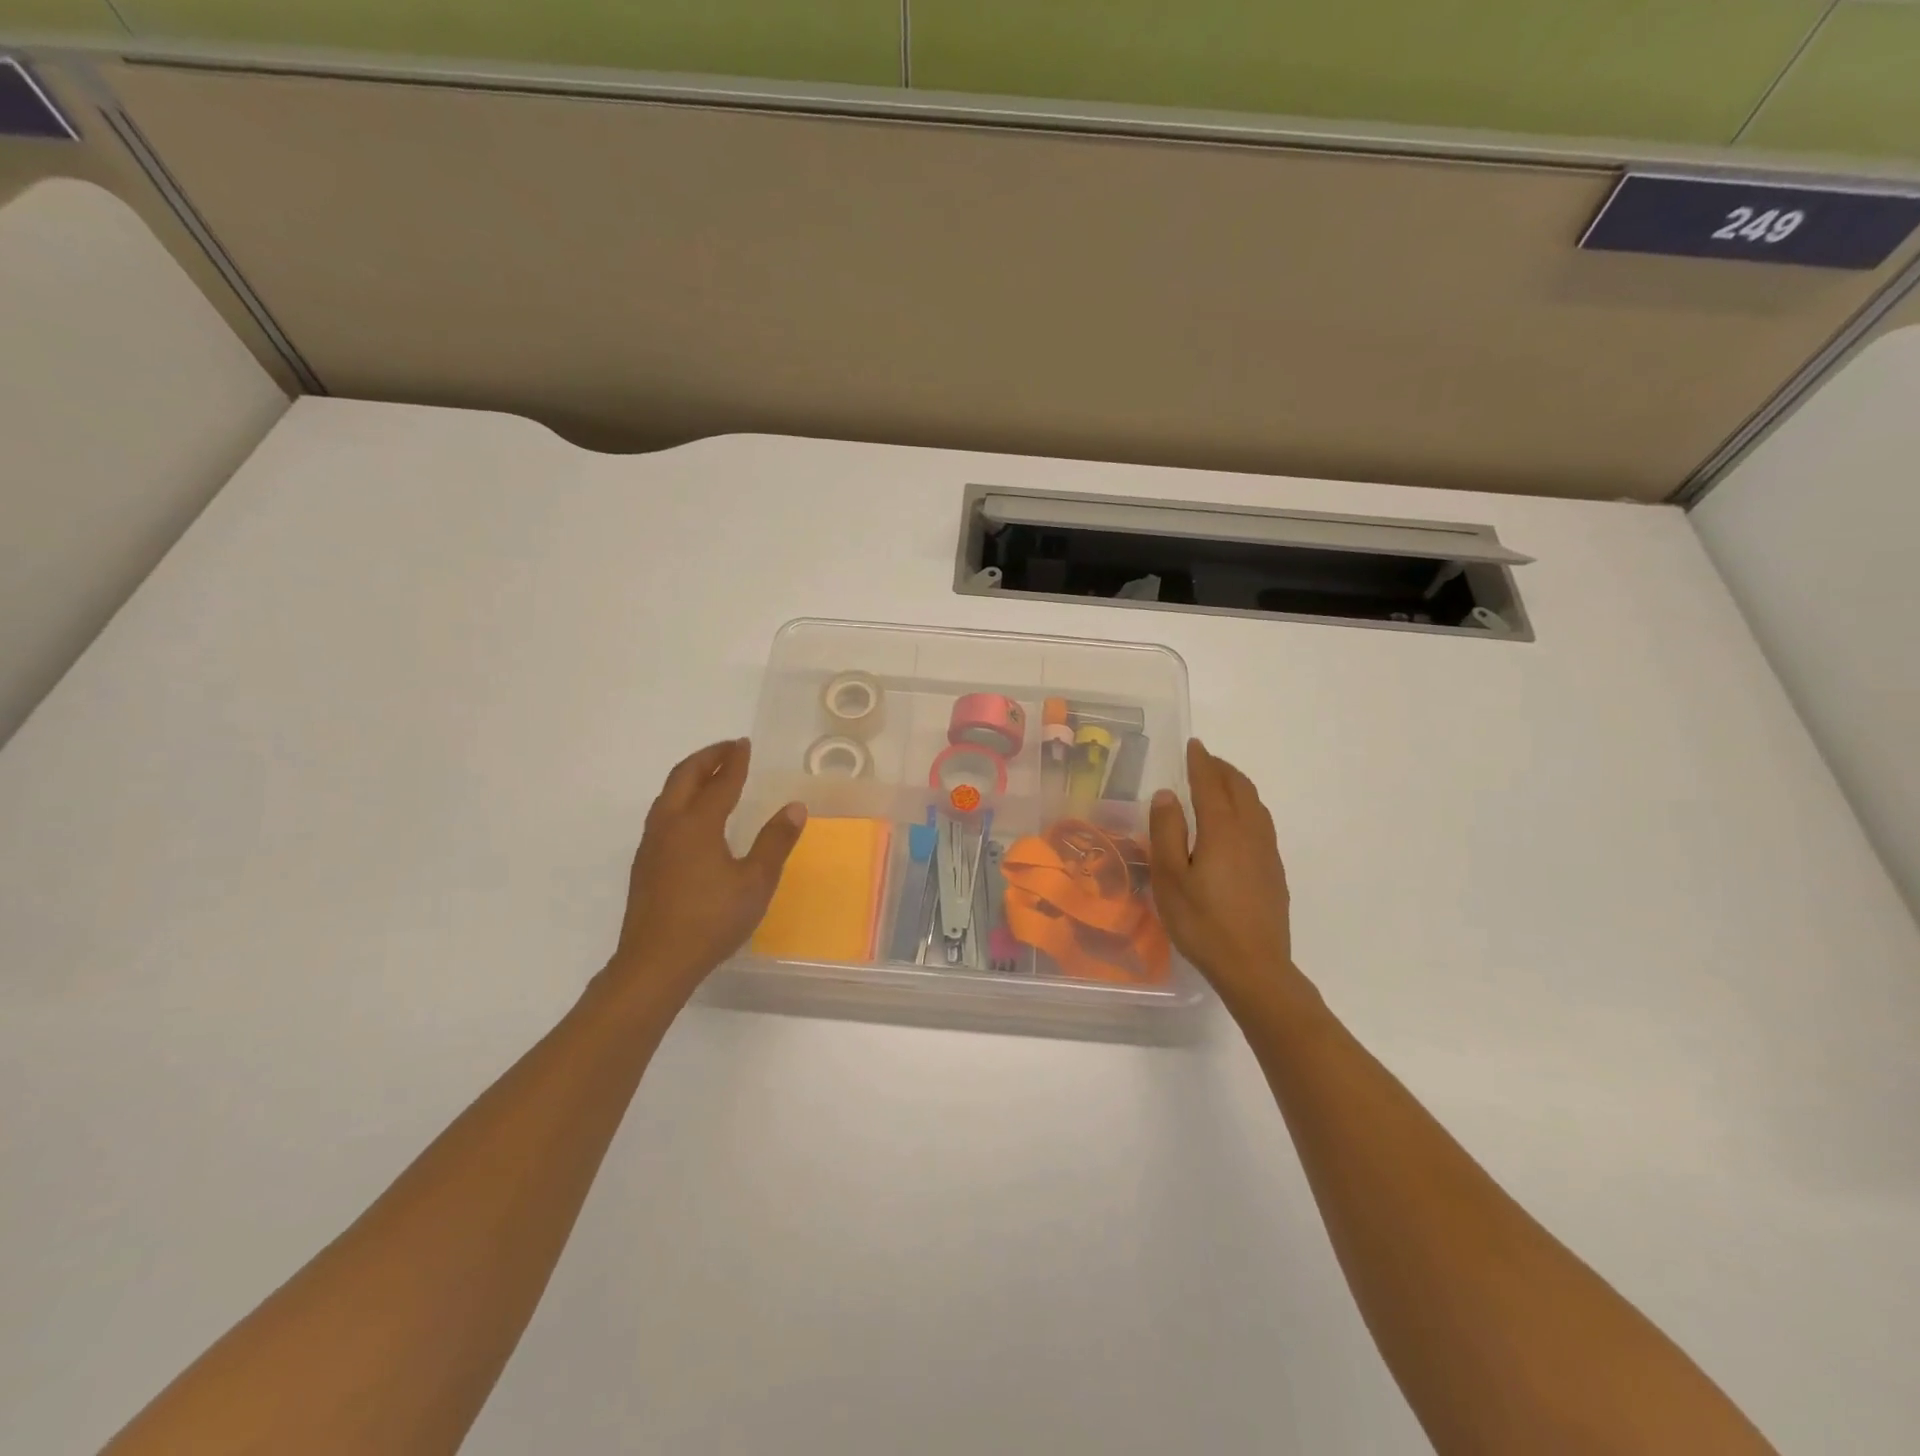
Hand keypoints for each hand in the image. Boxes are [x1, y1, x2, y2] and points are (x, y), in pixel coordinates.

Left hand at [607, 739, 806, 996]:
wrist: (655, 963)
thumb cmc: (711, 920)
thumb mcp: (756, 882)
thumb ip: (775, 842)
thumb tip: (795, 807)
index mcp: (697, 824)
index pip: (720, 782)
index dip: (735, 761)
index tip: (744, 744)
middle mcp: (669, 825)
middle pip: (684, 777)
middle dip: (707, 758)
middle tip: (728, 748)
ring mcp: (651, 845)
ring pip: (668, 795)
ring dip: (691, 776)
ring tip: (711, 774)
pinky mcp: (644, 864)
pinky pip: (663, 814)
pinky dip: (681, 798)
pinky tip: (692, 816)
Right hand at [1150, 739, 1302, 1005]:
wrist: (1254, 967)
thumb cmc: (1202, 922)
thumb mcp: (1170, 877)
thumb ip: (1167, 831)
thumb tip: (1167, 794)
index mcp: (1222, 829)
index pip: (1211, 784)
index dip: (1201, 762)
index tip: (1194, 745)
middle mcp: (1249, 832)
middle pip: (1240, 789)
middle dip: (1222, 769)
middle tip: (1205, 760)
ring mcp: (1266, 853)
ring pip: (1256, 805)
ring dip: (1238, 786)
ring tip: (1221, 783)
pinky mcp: (1274, 872)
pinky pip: (1262, 823)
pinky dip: (1248, 807)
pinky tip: (1238, 823)